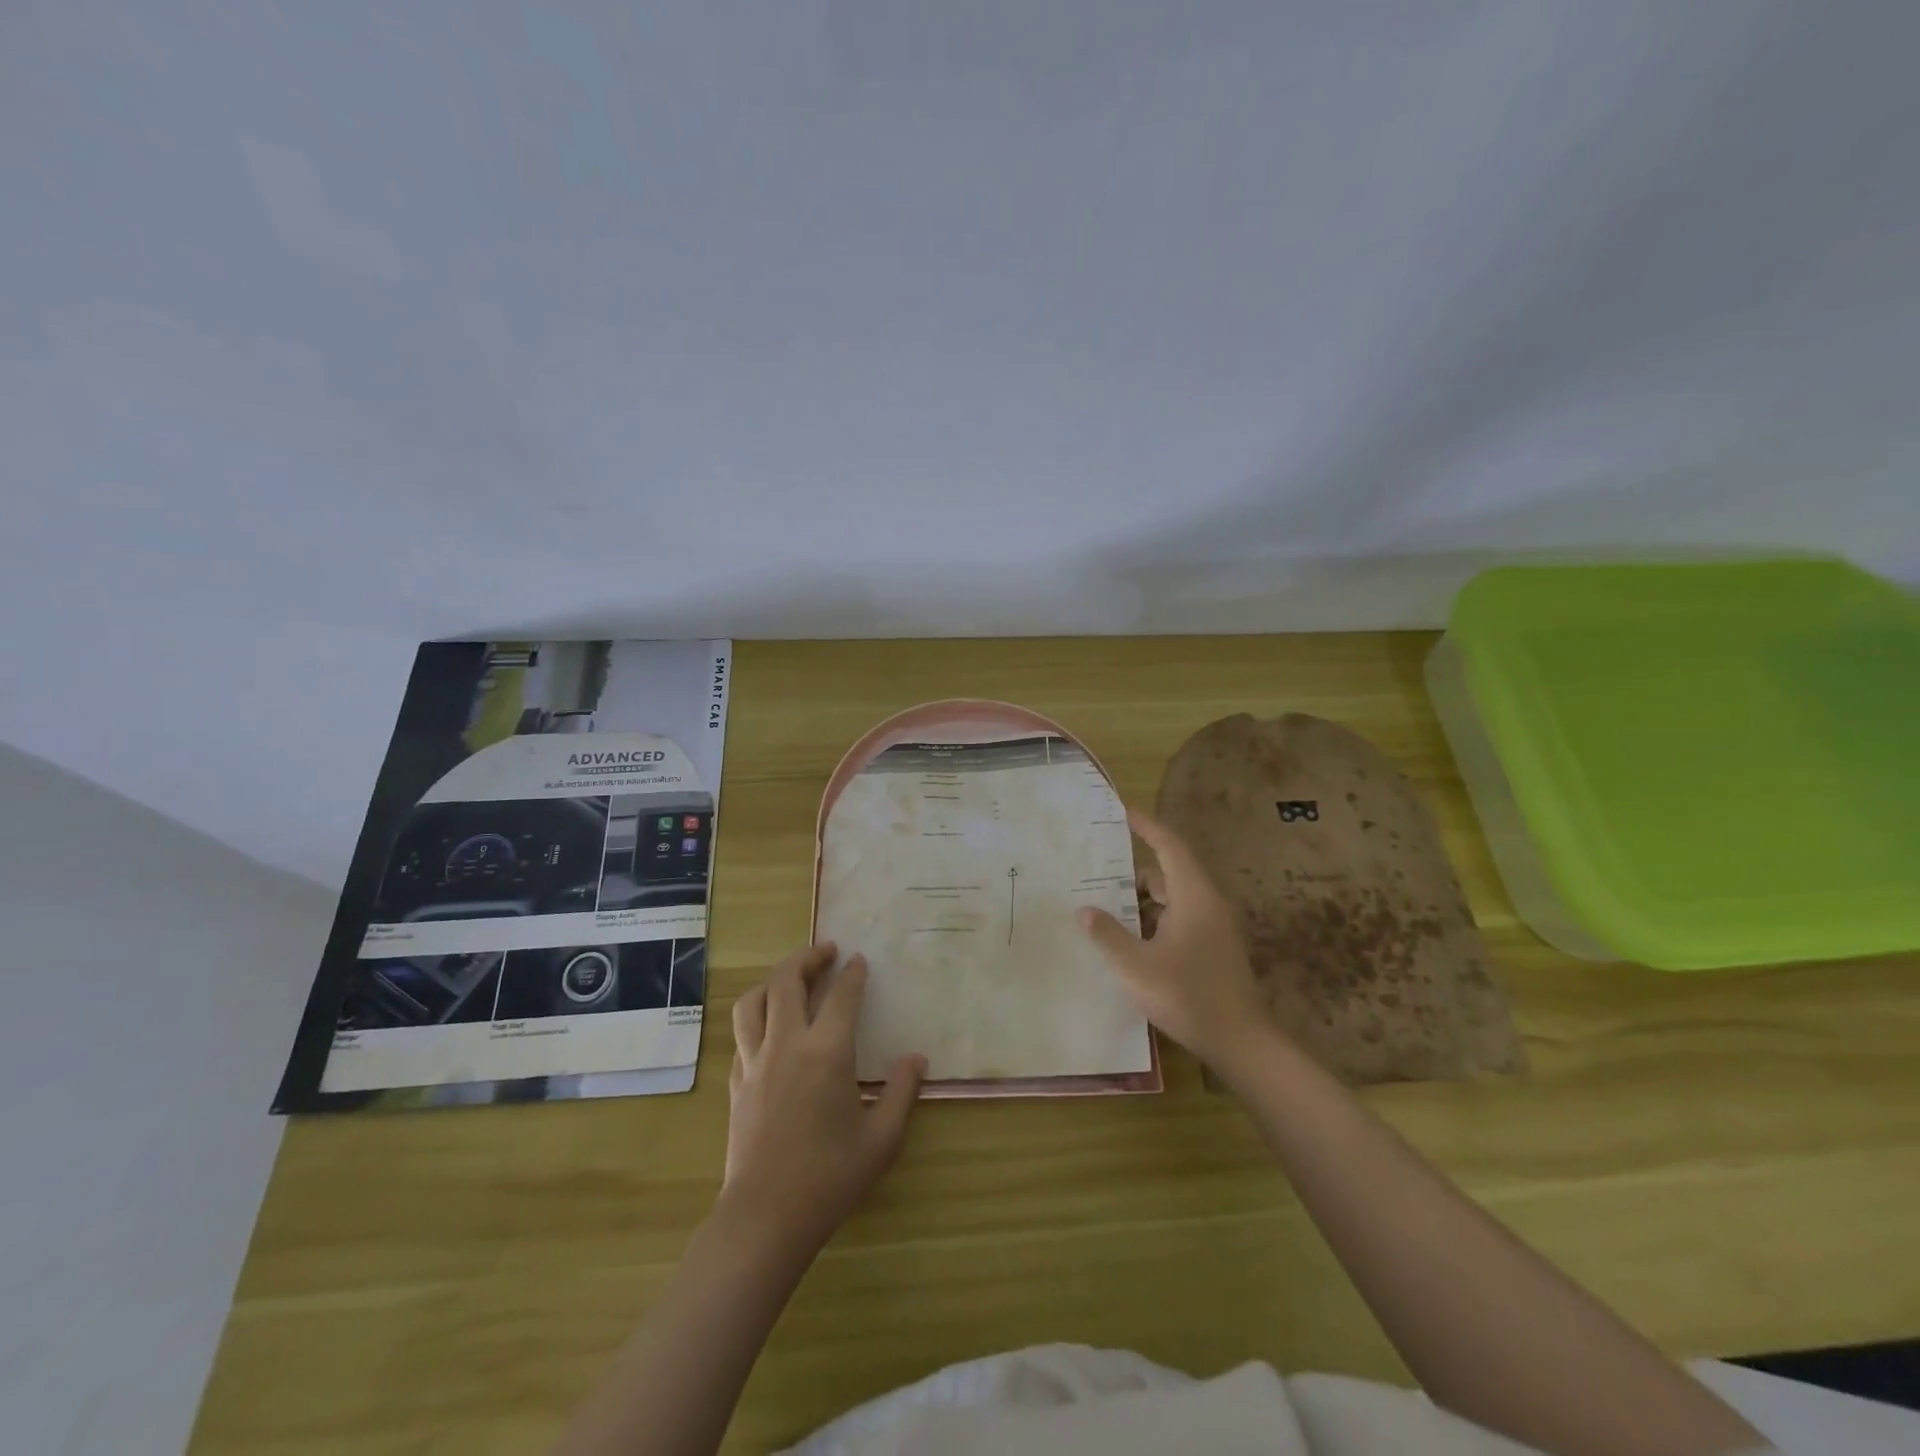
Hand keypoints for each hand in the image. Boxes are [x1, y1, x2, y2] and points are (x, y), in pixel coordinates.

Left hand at [721, 944, 925, 1254]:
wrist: (766, 1217)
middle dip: (807, 957)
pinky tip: (770, 1025)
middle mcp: (787, 1044)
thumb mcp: (882, 1138)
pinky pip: (743, 1034)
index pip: (841, 995)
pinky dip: (757, 1016)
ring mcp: (756, 1061)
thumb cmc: (830, 1177)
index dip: (852, 974)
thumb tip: (915, 1058)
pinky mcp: (737, 1082)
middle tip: (826, 950)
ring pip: (754, 1001)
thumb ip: (902, 1092)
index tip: (859, 960)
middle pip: (787, 981)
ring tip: (791, 976)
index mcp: (827, 1052)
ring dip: (774, 979)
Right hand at [1078, 808, 1274, 1073]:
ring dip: (1142, 901)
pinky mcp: (1214, 948)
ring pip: (1173, 899)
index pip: (1169, 845)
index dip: (1146, 825)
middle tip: (1097, 870)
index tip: (1122, 810)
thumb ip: (1107, 935)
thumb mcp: (1136, 966)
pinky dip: (1155, 920)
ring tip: (1105, 909)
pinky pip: (1180, 918)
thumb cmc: (1187, 996)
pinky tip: (1130, 940)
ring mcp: (1214, 927)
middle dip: (1133, 871)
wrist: (1241, 1043)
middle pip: (1168, 872)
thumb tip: (1084, 910)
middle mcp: (1207, 903)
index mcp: (1194, 896)